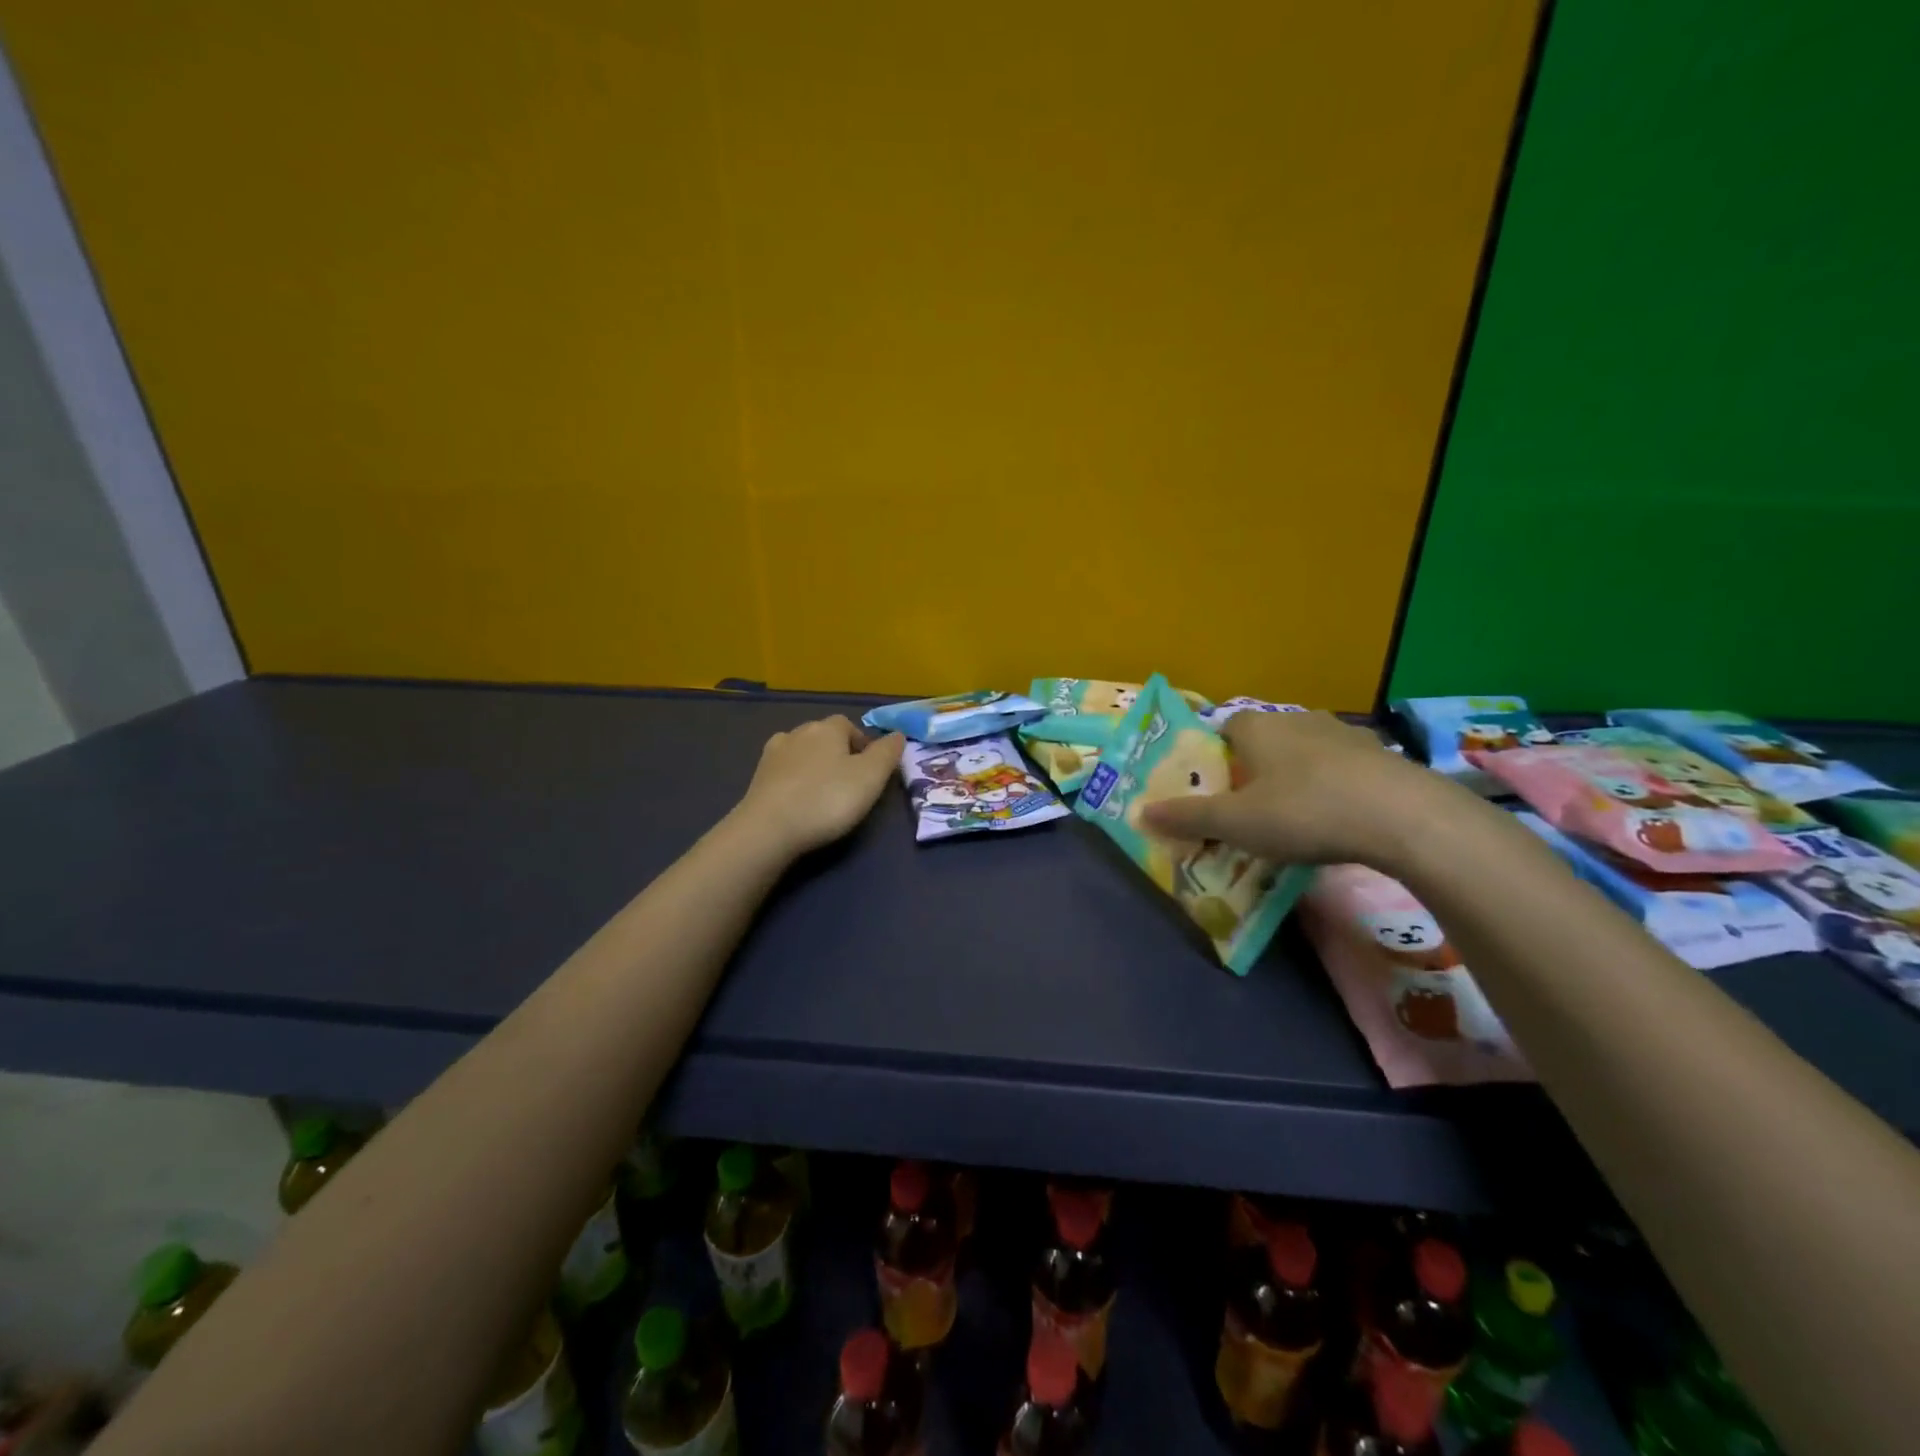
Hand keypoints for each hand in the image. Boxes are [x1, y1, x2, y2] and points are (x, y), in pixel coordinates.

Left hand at [734, 715, 905, 859]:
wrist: (769, 829)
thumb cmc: (827, 799)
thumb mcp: (871, 777)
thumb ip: (887, 753)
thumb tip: (897, 734)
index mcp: (827, 728)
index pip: (849, 725)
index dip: (862, 744)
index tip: (870, 770)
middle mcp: (797, 732)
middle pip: (824, 737)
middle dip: (838, 754)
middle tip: (850, 784)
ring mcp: (773, 754)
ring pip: (801, 753)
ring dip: (813, 766)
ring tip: (823, 793)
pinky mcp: (757, 778)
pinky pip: (783, 772)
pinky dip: (794, 781)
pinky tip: (798, 800)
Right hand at [1139, 710, 1445, 867]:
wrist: (1403, 817)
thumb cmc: (1304, 811)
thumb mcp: (1236, 822)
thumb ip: (1187, 817)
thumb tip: (1140, 812)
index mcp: (1257, 726)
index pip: (1224, 728)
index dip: (1214, 758)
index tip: (1214, 790)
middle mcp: (1297, 719)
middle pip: (1263, 742)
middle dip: (1252, 771)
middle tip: (1248, 811)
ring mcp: (1342, 735)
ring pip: (1303, 754)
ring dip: (1294, 779)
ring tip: (1293, 819)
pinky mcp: (1379, 756)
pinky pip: (1340, 770)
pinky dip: (1331, 789)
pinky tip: (1336, 821)